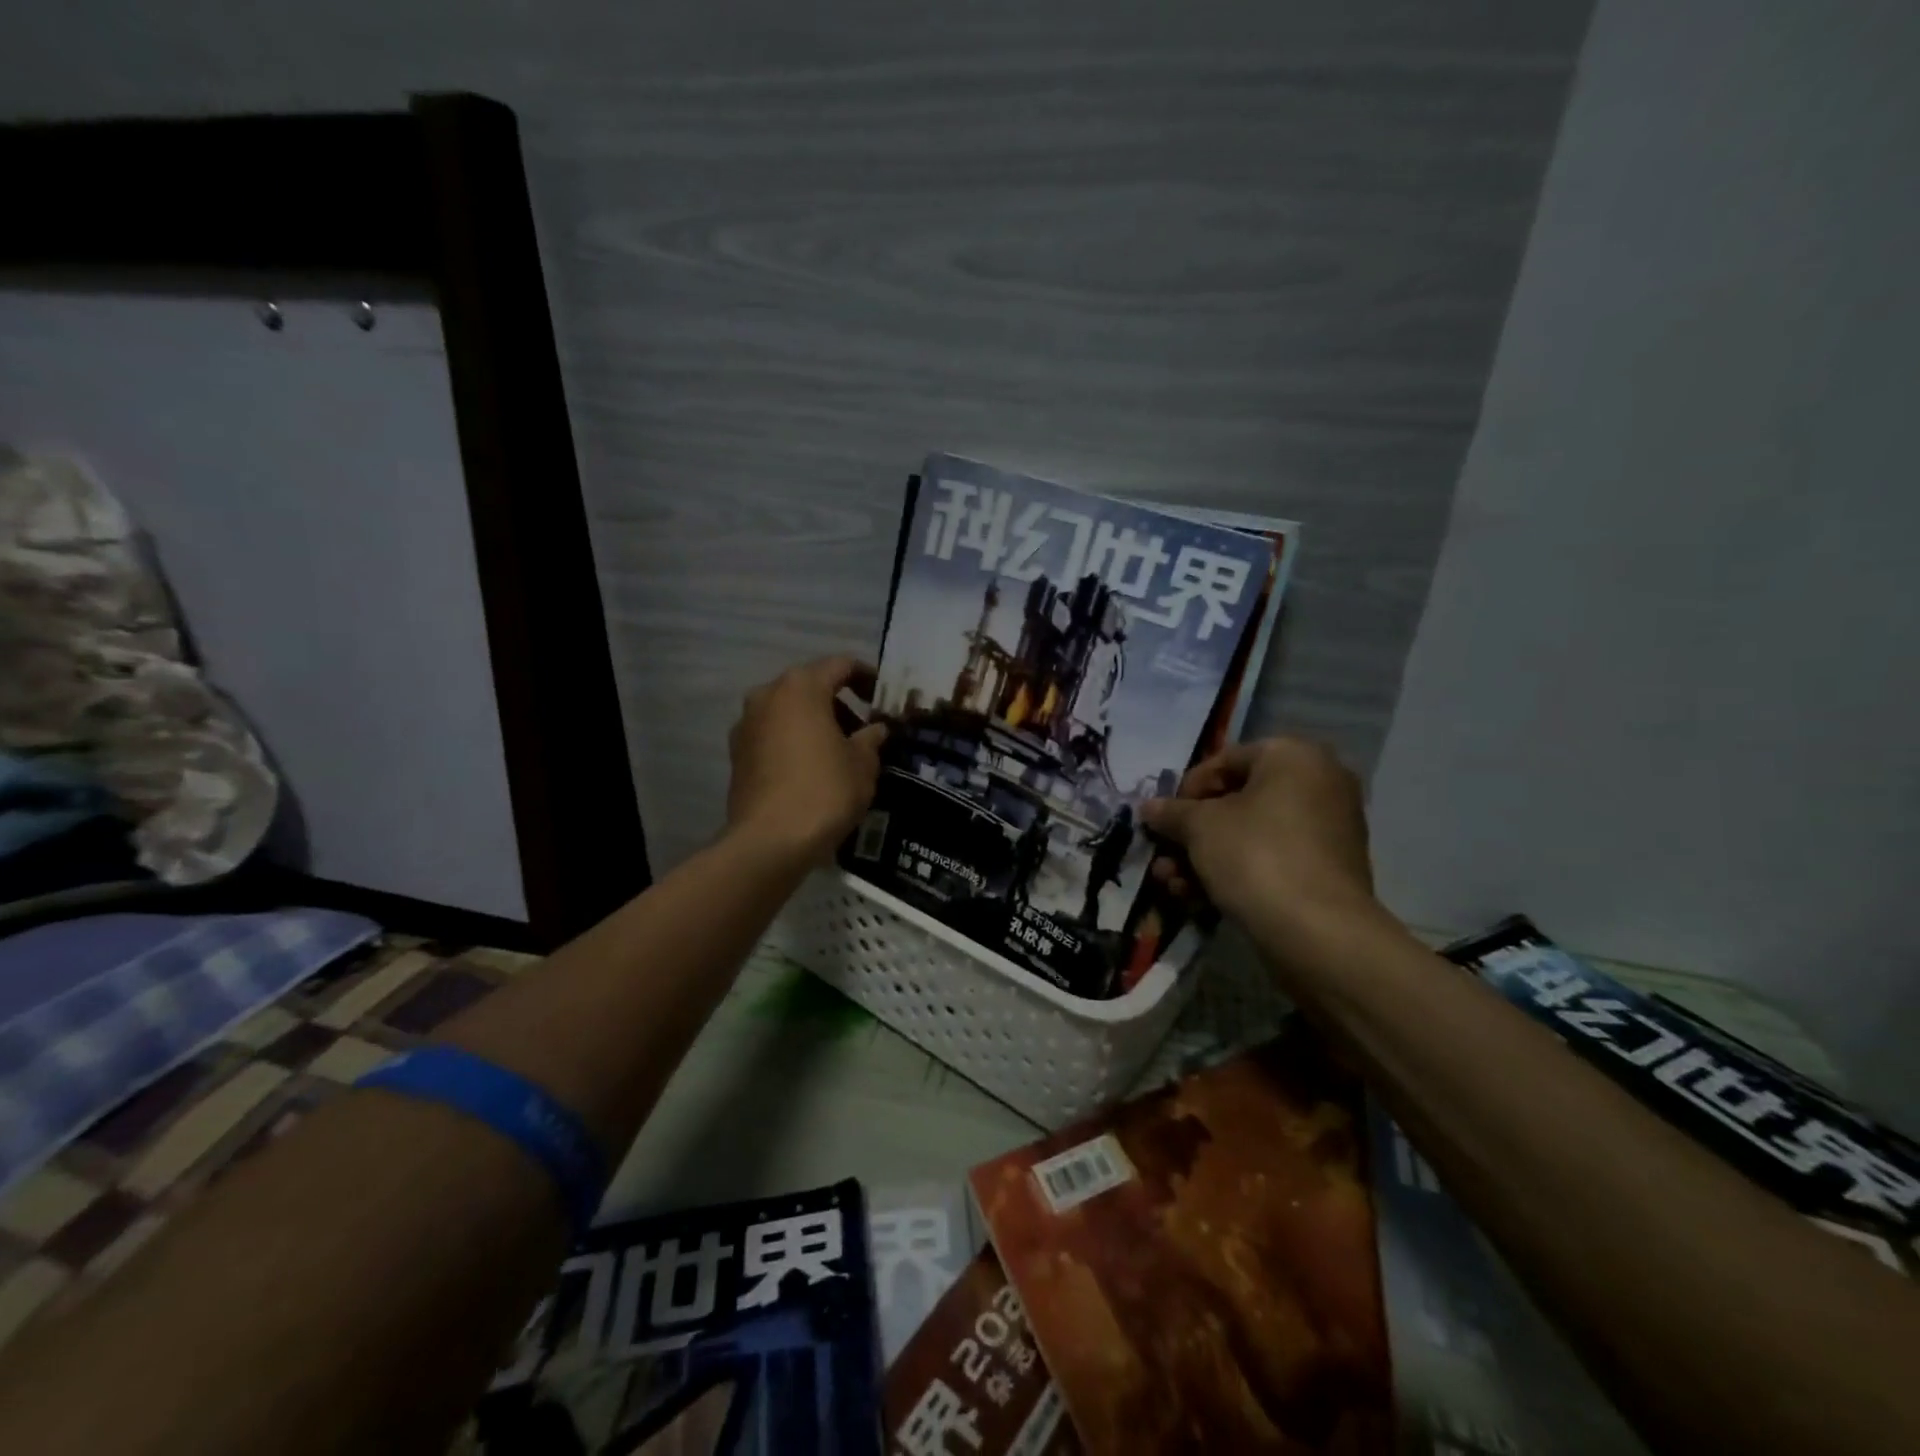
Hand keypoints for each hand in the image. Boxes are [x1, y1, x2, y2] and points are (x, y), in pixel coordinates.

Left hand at [726, 657, 887, 865]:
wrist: (769, 841)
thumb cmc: (824, 791)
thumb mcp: (862, 763)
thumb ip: (871, 738)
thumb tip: (875, 729)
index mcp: (801, 687)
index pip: (840, 665)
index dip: (867, 677)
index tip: (883, 699)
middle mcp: (767, 695)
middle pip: (810, 687)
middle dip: (839, 704)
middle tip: (864, 730)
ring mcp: (746, 725)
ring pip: (789, 712)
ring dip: (815, 724)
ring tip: (840, 753)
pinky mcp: (737, 754)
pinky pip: (774, 736)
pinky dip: (795, 743)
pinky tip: (813, 769)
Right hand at [1141, 737, 1378, 935]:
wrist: (1318, 932)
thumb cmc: (1255, 855)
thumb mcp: (1199, 826)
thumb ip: (1171, 812)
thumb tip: (1150, 808)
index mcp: (1294, 756)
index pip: (1225, 760)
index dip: (1186, 789)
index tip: (1163, 818)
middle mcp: (1319, 783)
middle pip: (1237, 801)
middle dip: (1192, 832)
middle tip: (1163, 854)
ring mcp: (1328, 829)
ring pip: (1251, 835)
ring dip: (1205, 856)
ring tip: (1172, 884)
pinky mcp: (1327, 870)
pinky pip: (1272, 859)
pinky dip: (1236, 872)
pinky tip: (1198, 898)